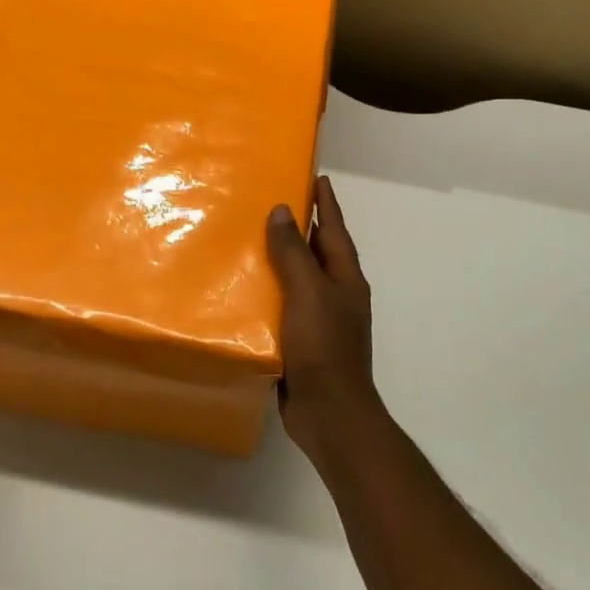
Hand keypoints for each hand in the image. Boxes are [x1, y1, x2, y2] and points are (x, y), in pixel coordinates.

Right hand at [266, 174, 381, 462]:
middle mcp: (336, 295)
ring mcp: (321, 320)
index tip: (317, 176)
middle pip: (318, 252)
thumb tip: (283, 210)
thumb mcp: (308, 292)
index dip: (326, 203)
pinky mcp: (302, 342)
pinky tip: (245, 291)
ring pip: (299, 279)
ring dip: (281, 260)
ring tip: (251, 240)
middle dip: (301, 227)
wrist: (329, 413)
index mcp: (345, 278)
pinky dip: (269, 292)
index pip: (334, 229)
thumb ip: (294, 252)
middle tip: (273, 202)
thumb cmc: (324, 346)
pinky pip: (284, 306)